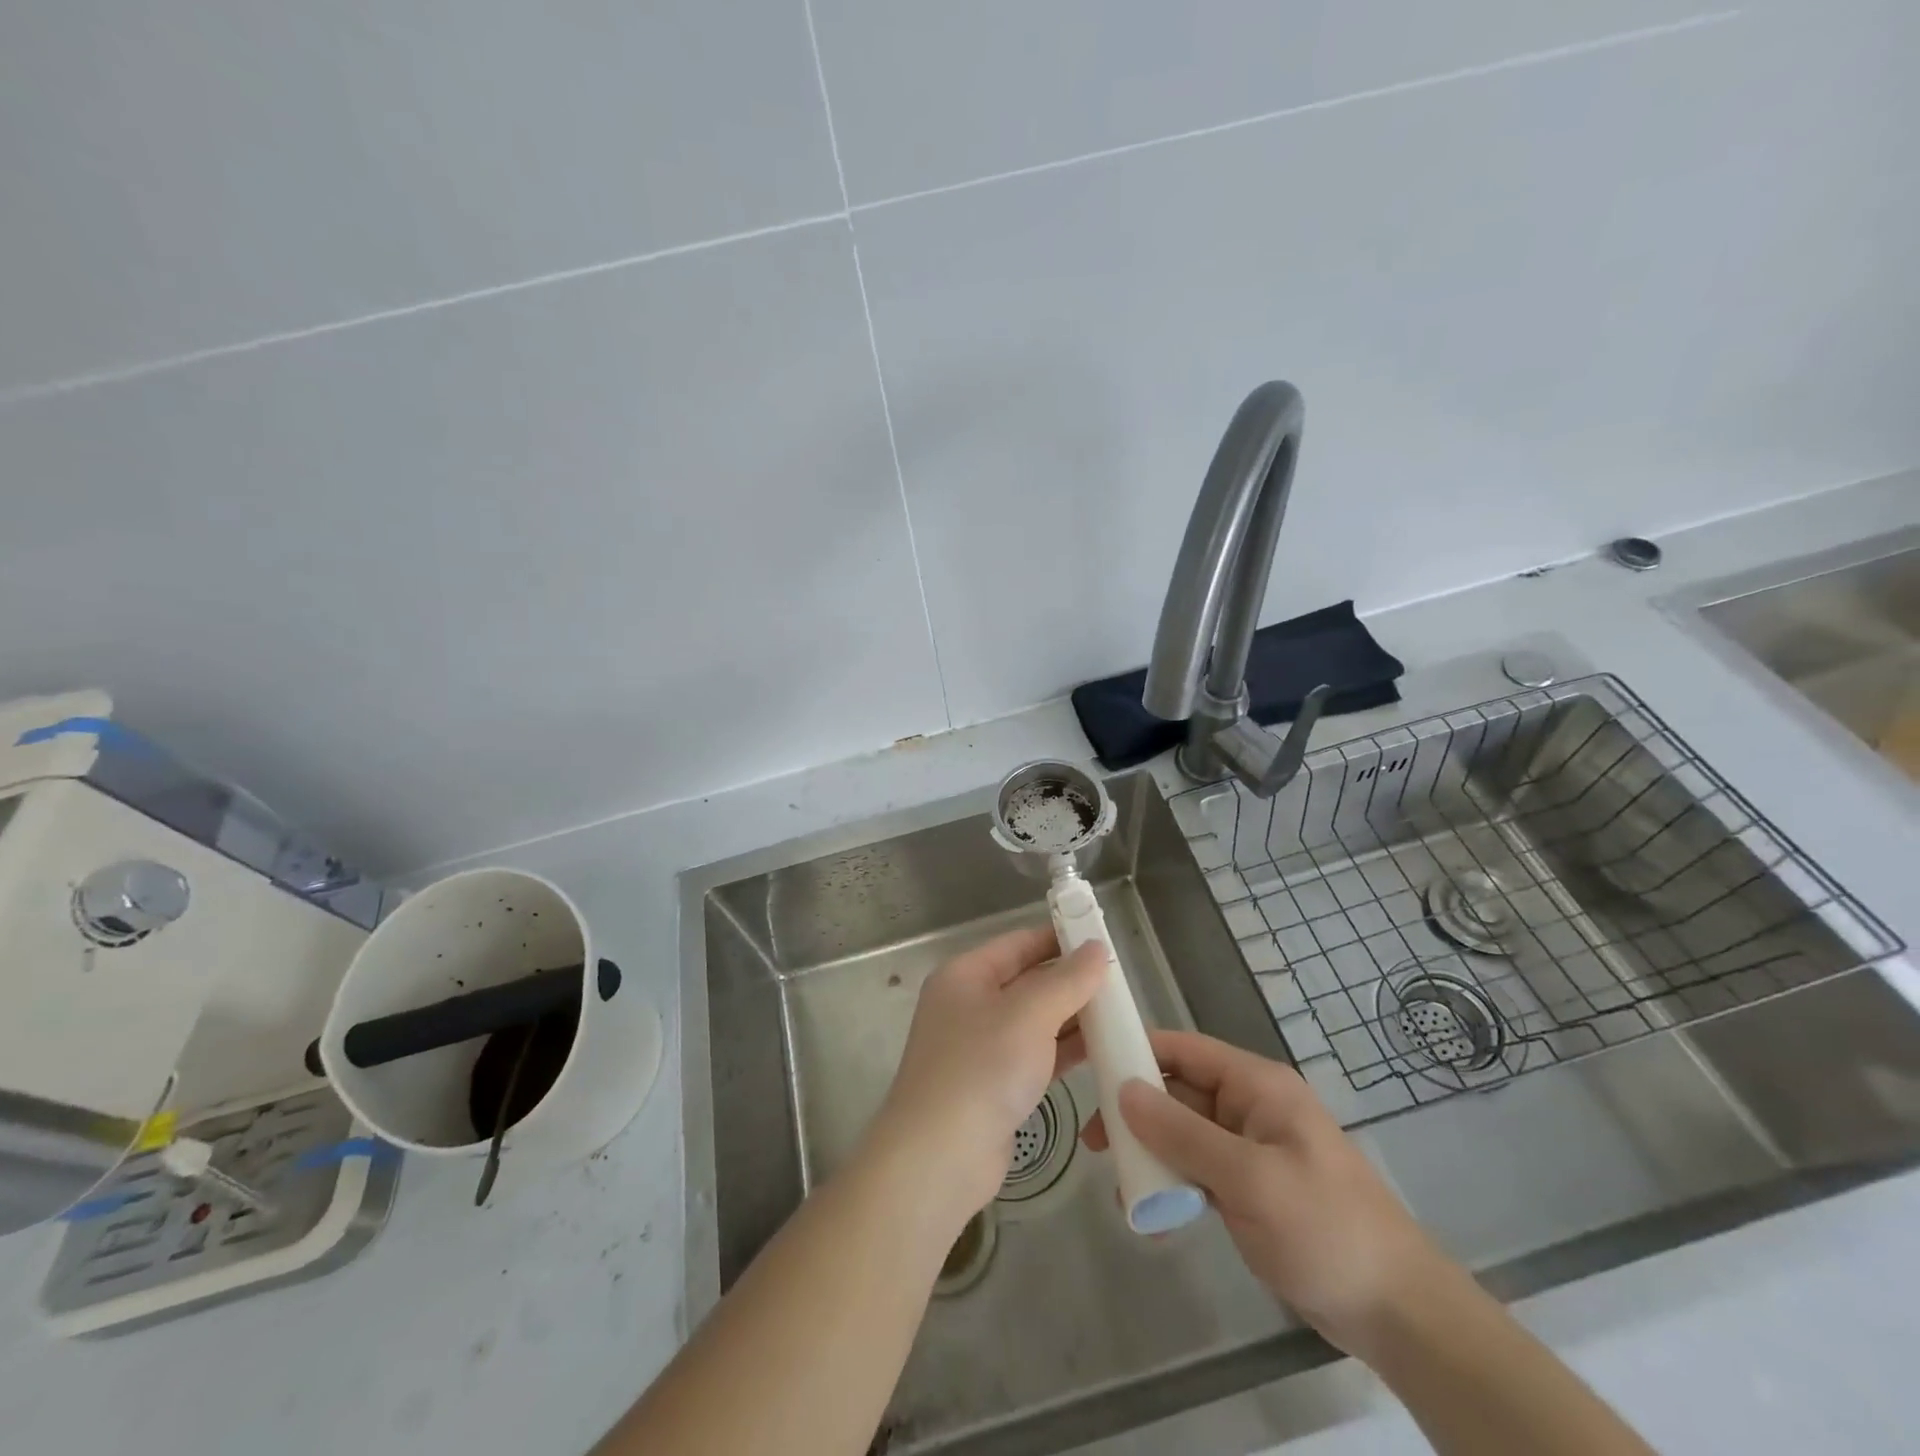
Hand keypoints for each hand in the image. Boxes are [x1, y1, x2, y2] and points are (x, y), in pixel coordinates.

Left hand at [869, 925, 1105, 1218]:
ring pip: (1035, 1020)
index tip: (1103, 940)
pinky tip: (1101, 1049)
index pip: (1019, 943)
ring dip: (1073, 1017)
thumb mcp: (1029, 1014)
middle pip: (1028, 980)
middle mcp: (969, 1004)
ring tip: (1121, 1013)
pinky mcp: (995, 1084)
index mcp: (966, 975)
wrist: (940, 1158)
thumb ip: (1067, 980)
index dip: (1060, 938)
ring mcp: (981, 1047)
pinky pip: (1036, 1054)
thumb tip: (1096, 948)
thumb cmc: (981, 1068)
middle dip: (1071, 980)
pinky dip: (1065, 1049)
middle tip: (1121, 981)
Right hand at [1083, 1029, 1455, 1358]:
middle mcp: (1249, 1106)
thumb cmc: (1325, 1228)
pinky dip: (1172, 1181)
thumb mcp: (1249, 1178)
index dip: (1137, 1050)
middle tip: (1094, 1142)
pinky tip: (1152, 1211)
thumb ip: (1183, 1133)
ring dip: (1150, 1151)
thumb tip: (1123, 1091)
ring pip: (1183, 1132)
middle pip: (1178, 1091)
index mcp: (1256, 1085)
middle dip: (1135, 1111)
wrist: (1397, 1312)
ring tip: (1118, 1183)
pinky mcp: (1249, 1186)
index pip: (1183, 1049)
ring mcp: (1249, 1147)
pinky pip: (1197, 1168)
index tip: (1091, 1067)